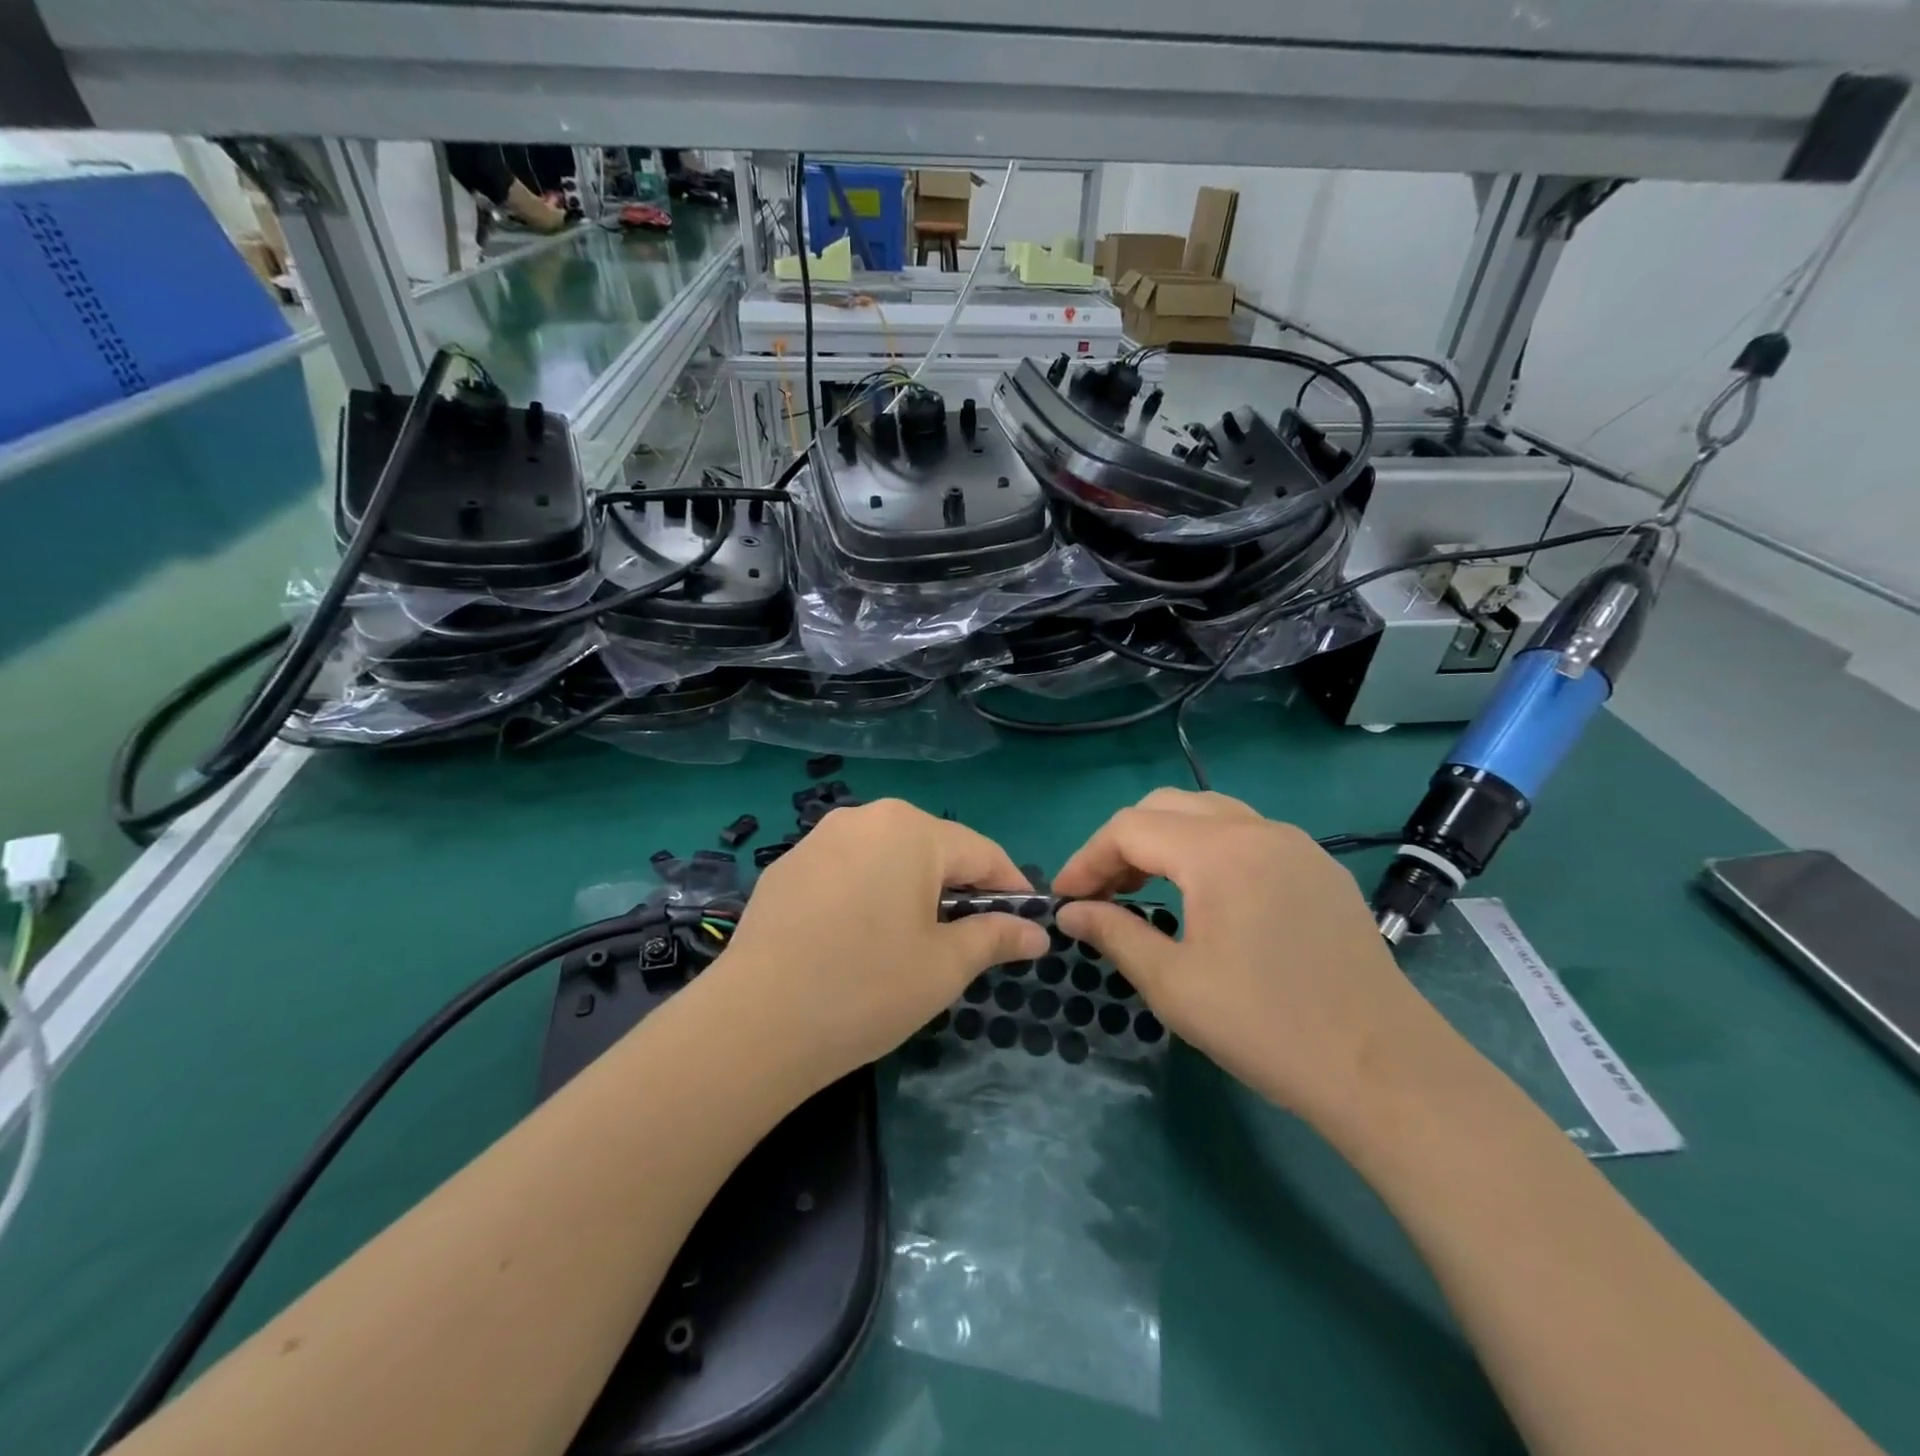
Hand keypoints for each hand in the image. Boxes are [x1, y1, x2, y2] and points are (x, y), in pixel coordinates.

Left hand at [710, 800, 1049, 1091]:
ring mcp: (818, 839)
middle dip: (959, 888)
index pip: (982, 852)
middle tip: (970, 938)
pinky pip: (846, 871)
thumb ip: (996, 938)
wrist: (754, 1023)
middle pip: (932, 848)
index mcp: (910, 830)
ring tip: (913, 939)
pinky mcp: (786, 868)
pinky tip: (857, 939)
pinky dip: (867, 894)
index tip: (1027, 922)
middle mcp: (864, 818)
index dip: (1011, 887)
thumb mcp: (944, 966)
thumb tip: (1037, 933)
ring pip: (886, 858)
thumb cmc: (867, 987)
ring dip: (911, 890)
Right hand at [1054, 789, 1428, 1122]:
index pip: (1129, 828)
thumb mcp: (1174, 985)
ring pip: (1208, 814)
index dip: (1087, 859)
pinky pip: (1245, 835)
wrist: (1385, 1069)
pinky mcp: (1318, 867)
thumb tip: (1070, 913)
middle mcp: (1257, 829)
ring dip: (1164, 841)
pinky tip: (1203, 896)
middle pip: (1165, 807)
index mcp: (1219, 851)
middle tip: (1101, 893)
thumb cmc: (1267, 1027)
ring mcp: (1294, 843)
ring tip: (1143, 889)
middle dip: (1122, 843)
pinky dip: (1205, 850)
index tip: (1065, 899)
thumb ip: (1114, 934)